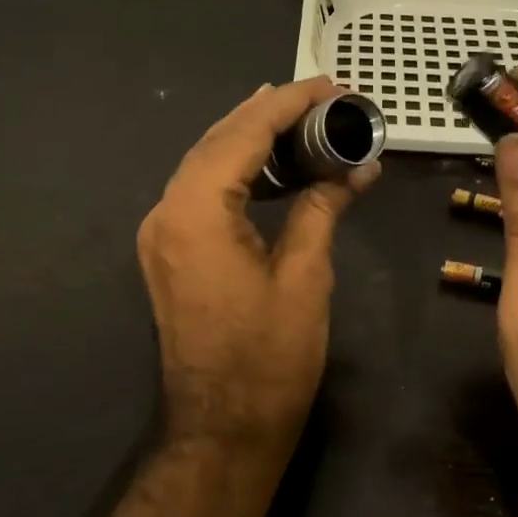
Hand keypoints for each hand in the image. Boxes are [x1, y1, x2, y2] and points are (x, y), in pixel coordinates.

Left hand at [138, 77, 379, 451]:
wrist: (221, 430)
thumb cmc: (269, 359)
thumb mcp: (305, 276)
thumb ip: (321, 208)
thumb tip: (355, 168)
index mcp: (196, 212)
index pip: (244, 134)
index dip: (289, 104)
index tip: (330, 86)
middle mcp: (167, 212)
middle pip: (217, 140)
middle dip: (267, 111)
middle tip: (318, 95)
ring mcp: (162, 234)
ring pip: (205, 163)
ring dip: (249, 137)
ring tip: (298, 117)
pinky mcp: (170, 253)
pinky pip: (201, 192)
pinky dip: (236, 170)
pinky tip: (269, 165)